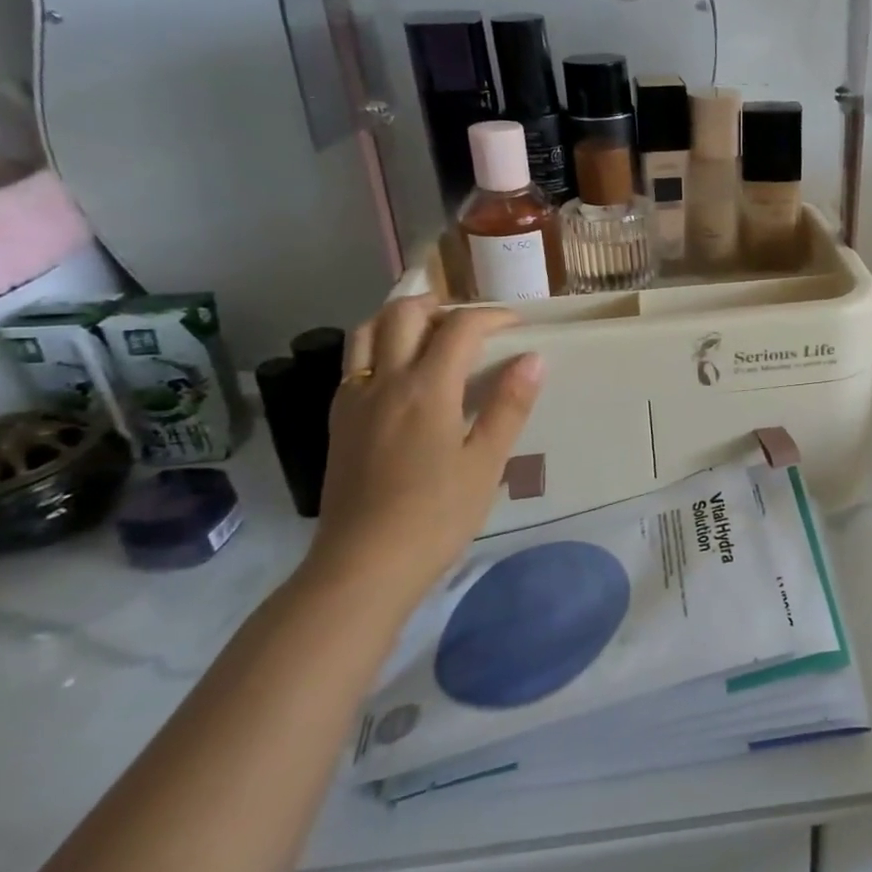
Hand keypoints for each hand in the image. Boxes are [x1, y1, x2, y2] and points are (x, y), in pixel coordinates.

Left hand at [308, 296, 544, 600]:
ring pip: (368, 331)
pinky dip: (380, 347)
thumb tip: (533, 358)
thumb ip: (509, 405)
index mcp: (427, 389)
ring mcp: (354, 399)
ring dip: (403, 319)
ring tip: (433, 335)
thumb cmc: (436, 516)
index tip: (517, 326)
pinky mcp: (338, 421)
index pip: (460, 327)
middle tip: (472, 323)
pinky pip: (355, 362)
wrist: (363, 565)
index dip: (492, 316)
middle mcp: (384, 381)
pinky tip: (402, 375)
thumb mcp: (486, 463)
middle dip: (442, 305)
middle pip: (404, 313)